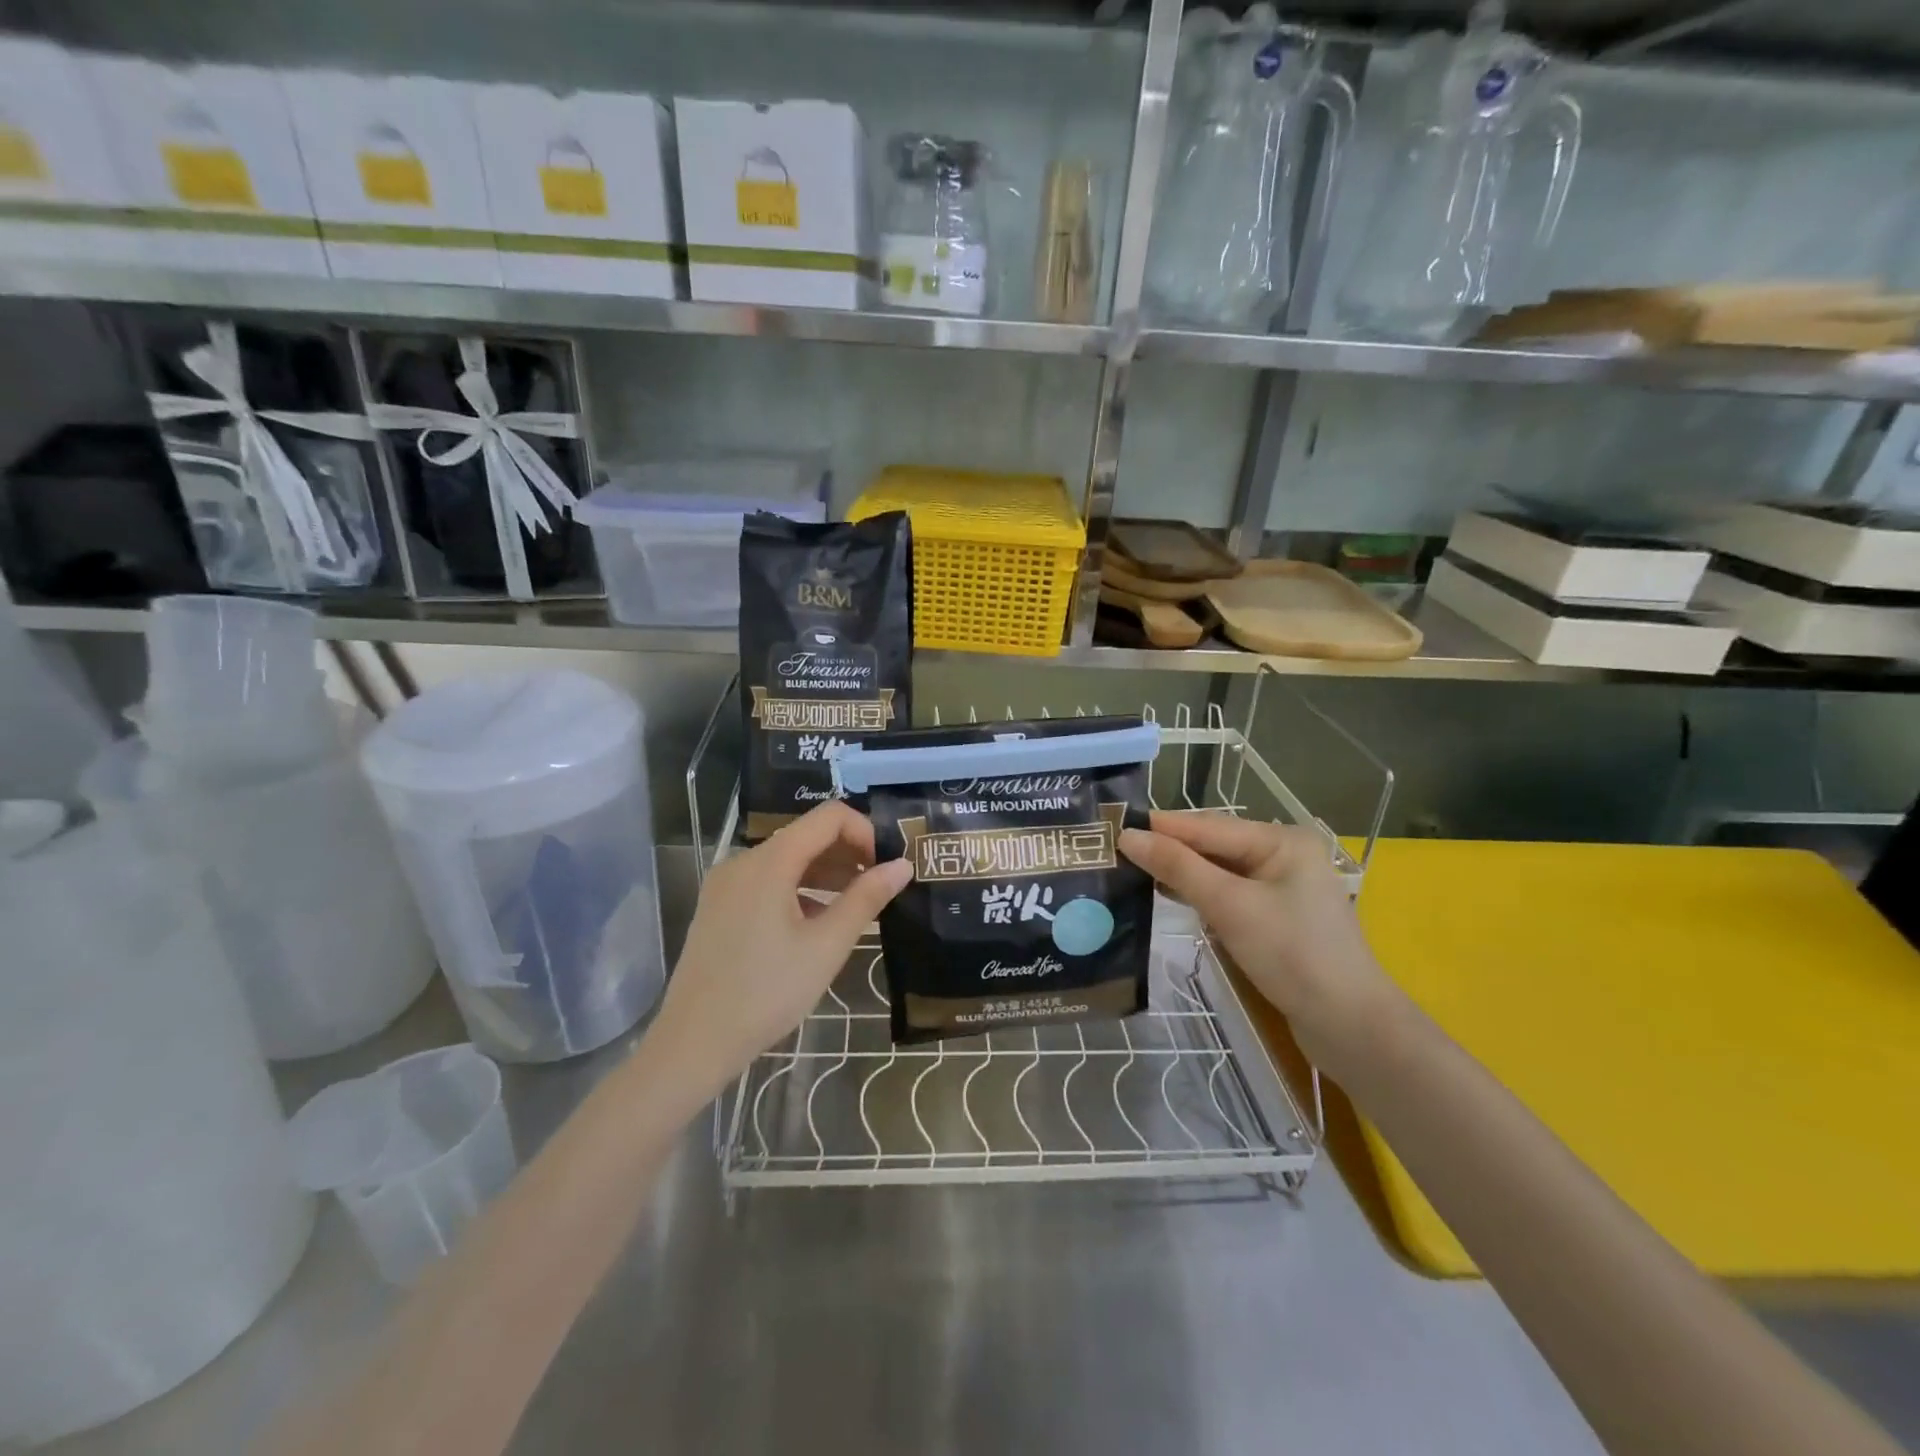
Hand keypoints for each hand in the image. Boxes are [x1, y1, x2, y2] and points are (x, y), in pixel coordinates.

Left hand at [648, 803, 912, 1100]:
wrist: (693, 1043)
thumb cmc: (766, 993)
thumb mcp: (826, 946)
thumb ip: (866, 899)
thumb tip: (903, 865)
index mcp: (769, 862)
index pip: (829, 817)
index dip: (865, 832)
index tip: (886, 867)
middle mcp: (744, 861)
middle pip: (807, 836)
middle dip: (849, 854)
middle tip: (880, 888)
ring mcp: (727, 884)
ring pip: (788, 860)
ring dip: (827, 873)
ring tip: (857, 906)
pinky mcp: (720, 906)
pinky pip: (768, 882)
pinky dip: (800, 890)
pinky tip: (818, 923)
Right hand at [1119, 811, 1398, 1068]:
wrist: (1349, 1026)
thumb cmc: (1292, 954)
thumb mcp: (1229, 906)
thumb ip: (1178, 867)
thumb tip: (1127, 837)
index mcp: (1282, 840)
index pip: (1208, 826)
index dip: (1161, 827)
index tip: (1113, 825)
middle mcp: (1283, 855)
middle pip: (1213, 845)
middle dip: (1169, 849)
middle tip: (1116, 849)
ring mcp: (1282, 888)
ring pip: (1218, 871)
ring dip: (1181, 872)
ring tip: (1131, 870)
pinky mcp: (1276, 918)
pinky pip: (1228, 894)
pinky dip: (1200, 895)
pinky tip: (1170, 896)